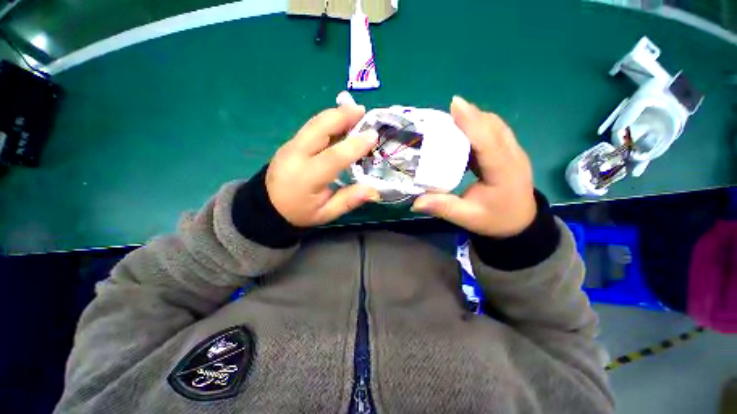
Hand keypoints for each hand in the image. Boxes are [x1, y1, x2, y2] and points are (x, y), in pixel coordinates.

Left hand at [266, 105, 380, 226]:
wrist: (267, 206)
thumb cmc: (299, 212)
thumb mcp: (325, 213)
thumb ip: (348, 201)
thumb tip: (373, 190)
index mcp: (307, 177)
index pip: (333, 157)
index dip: (355, 145)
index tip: (373, 136)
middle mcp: (297, 155)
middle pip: (319, 128)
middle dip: (342, 116)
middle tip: (363, 111)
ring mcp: (291, 146)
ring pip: (315, 123)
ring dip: (336, 114)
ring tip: (355, 111)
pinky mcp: (290, 142)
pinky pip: (311, 126)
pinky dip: (328, 120)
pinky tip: (340, 120)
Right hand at [412, 96, 535, 237]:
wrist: (520, 223)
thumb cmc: (495, 220)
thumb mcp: (467, 218)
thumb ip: (442, 208)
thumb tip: (415, 203)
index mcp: (504, 173)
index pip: (489, 141)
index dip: (472, 122)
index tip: (455, 105)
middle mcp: (513, 156)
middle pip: (494, 126)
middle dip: (470, 115)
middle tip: (446, 112)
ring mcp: (514, 152)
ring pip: (495, 126)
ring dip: (474, 118)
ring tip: (452, 118)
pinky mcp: (509, 152)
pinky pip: (494, 131)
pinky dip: (478, 126)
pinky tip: (463, 131)